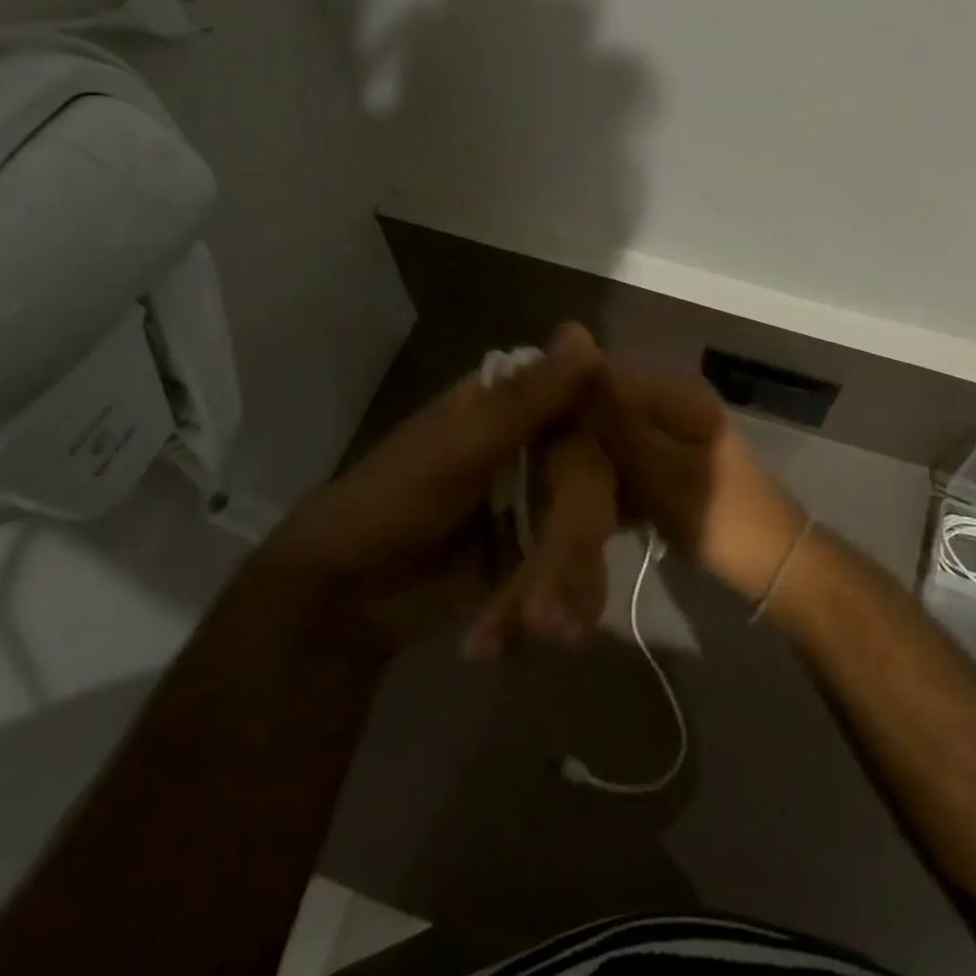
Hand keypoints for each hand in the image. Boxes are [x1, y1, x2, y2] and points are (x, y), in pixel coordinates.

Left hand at [276, 323, 603, 637]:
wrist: (345, 596)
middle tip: (548, 613)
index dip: (620, 444)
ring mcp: (544, 498)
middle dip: (571, 548)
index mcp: (518, 401)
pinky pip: (573, 572)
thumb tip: (587, 336)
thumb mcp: (459, 447)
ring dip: (561, 588)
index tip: (630, 493)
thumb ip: (527, 401)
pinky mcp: (541, 551)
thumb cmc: (390, 500)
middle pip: (594, 480)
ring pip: (589, 532)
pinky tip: (501, 638)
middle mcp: (541, 441)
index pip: (595, 404)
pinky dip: (545, 607)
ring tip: (532, 634)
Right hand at [584, 369, 809, 603]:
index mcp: (673, 390)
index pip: (600, 378)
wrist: (773, 563)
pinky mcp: (676, 461)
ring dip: (597, 468)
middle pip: (606, 409)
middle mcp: (673, 400)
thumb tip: (572, 354)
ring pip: (616, 439)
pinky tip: (609, 513)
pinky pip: (633, 460)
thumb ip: (612, 417)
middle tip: (561, 485)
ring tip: (580, 503)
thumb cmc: (714, 513)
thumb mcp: (655, 466)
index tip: (542, 449)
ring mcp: (676, 431)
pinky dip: (619, 483)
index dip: (567, 408)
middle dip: (581, 443)